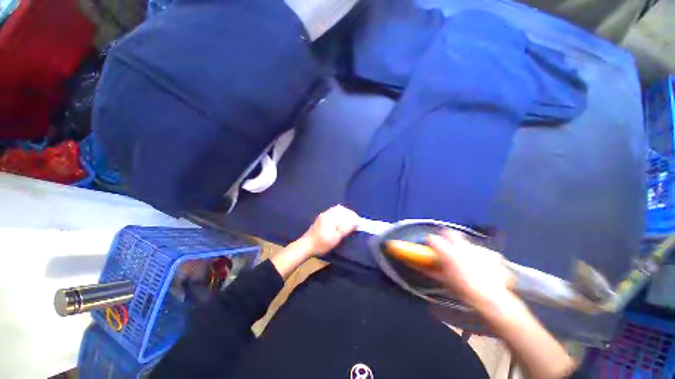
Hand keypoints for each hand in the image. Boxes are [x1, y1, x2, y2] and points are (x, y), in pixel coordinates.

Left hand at [301, 205, 358, 255]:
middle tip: (355, 222)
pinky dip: (340, 214)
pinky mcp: (321, 217)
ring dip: (345, 213)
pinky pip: (333, 211)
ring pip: (337, 209)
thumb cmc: (321, 244)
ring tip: (350, 220)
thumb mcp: (335, 238)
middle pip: (342, 209)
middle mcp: (327, 213)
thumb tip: (355, 222)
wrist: (306, 245)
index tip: (359, 223)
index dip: (354, 217)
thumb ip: (345, 228)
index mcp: (330, 217)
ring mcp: (324, 215)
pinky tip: (341, 220)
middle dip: (350, 214)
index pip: (346, 213)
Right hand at [427, 231, 515, 311]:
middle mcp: (463, 246)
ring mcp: (479, 249)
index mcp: (448, 253)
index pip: (433, 239)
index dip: (431, 241)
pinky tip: (486, 269)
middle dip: (447, 237)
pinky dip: (484, 258)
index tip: (431, 245)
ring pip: (469, 243)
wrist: (492, 299)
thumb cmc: (464, 290)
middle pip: (451, 233)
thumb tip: (422, 266)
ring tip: (471, 263)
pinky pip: (486, 253)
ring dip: (467, 250)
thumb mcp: (445, 281)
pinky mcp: (494, 255)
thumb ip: (433, 270)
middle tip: (448, 248)